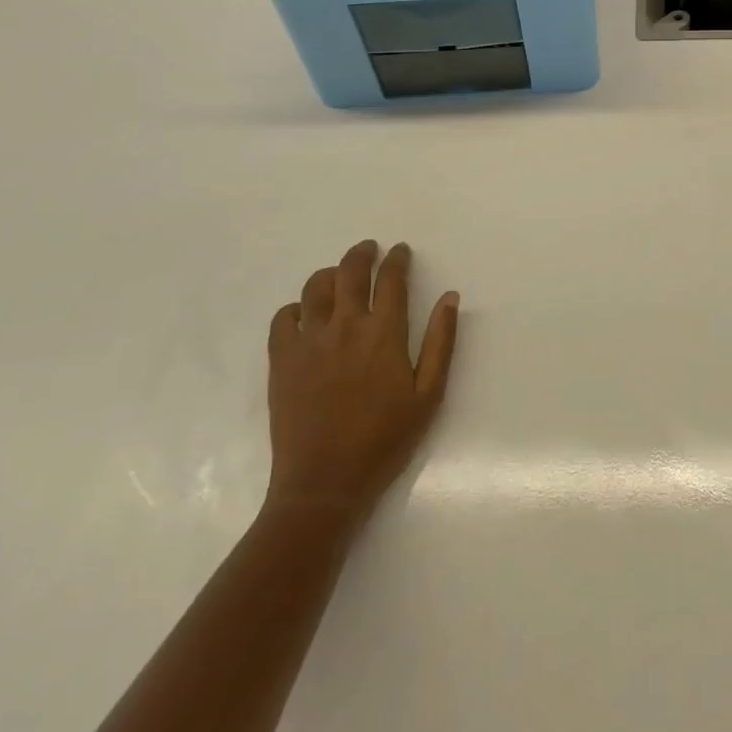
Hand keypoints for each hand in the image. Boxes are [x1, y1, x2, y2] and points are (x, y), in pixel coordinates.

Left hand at [264, 240, 459, 525]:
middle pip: (350, 271)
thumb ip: (441, 341)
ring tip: (338, 275)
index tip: (400, 251)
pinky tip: (305, 314)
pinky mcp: (281, 361)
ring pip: (315, 287)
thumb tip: (450, 297)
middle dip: (362, 254)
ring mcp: (309, 341)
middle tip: (369, 249)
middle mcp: (345, 326)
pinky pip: (283, 318)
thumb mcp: (429, 394)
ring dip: (329, 274)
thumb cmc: (386, 439)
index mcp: (384, 332)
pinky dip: (295, 307)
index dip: (397, 259)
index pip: (391, 278)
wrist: (325, 483)